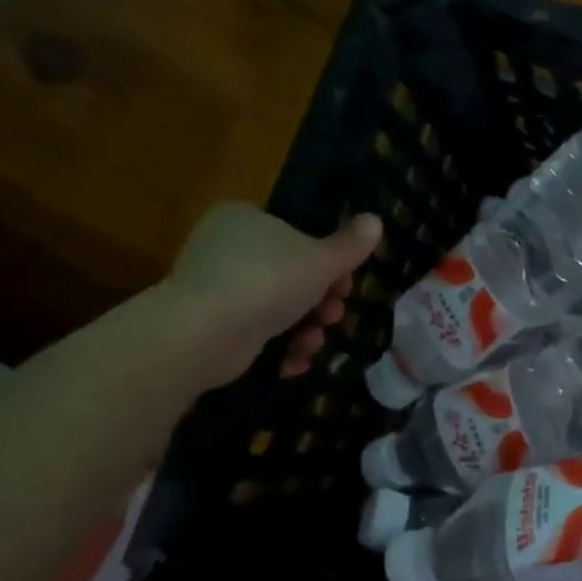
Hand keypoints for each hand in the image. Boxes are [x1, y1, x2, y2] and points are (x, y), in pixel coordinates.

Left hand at [157, 202, 383, 386]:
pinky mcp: (212, 324)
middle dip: (322, 303)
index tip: (346, 286)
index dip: (331, 265)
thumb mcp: (322, 260)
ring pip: (281, 308)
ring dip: (307, 329)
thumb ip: (351, 244)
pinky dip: (280, 347)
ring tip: (312, 342)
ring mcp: (217, 287)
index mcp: (246, 219)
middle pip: (294, 276)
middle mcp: (226, 248)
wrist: (205, 333)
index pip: (299, 238)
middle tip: (333, 316)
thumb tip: (376, 220)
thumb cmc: (268, 281)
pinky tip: (292, 360)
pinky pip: (259, 332)